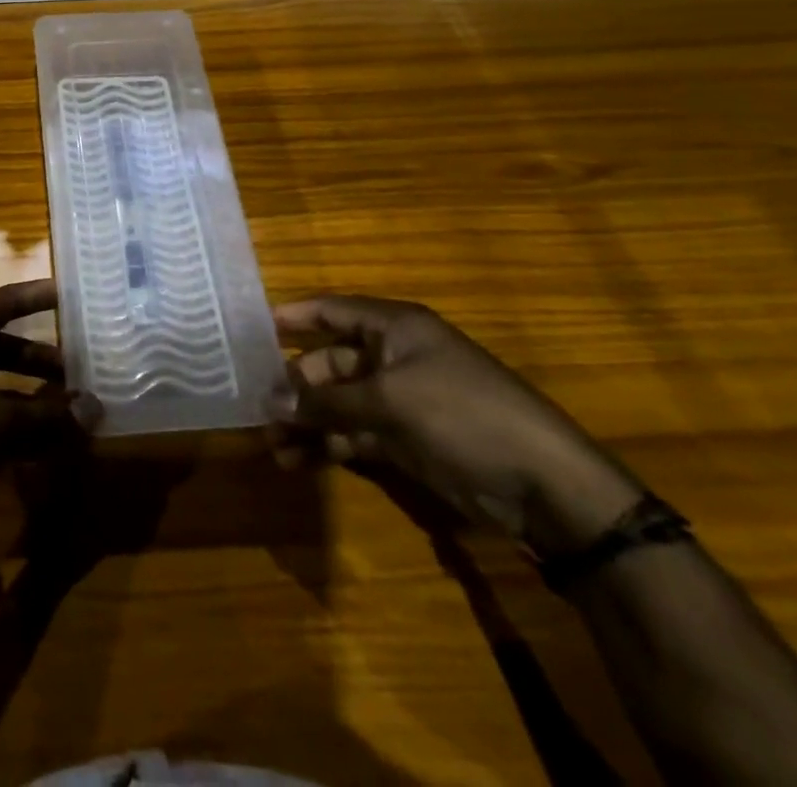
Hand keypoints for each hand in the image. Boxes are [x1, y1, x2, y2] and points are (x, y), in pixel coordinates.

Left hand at [0, 281, 99, 555]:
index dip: (35, 296)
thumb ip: (49, 417)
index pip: (2, 303)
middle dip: (36, 357)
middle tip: (75, 368)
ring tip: (61, 409)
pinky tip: (31, 443)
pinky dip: (4, 416)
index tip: (67, 293)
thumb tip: (96, 408)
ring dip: (24, 392)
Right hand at [269, 295, 644, 554]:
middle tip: (258, 411)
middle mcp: (393, 357)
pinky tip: (299, 462)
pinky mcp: (406, 440)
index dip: (293, 317)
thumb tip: (270, 400)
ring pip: (338, 403)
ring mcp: (400, 401)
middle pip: (329, 361)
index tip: (251, 331)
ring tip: (273, 447)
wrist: (545, 487)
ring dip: (306, 421)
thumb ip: (326, 400)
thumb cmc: (464, 415)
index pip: (332, 310)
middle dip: (294, 385)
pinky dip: (328, 445)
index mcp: (395, 328)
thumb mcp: (390, 401)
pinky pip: (354, 434)